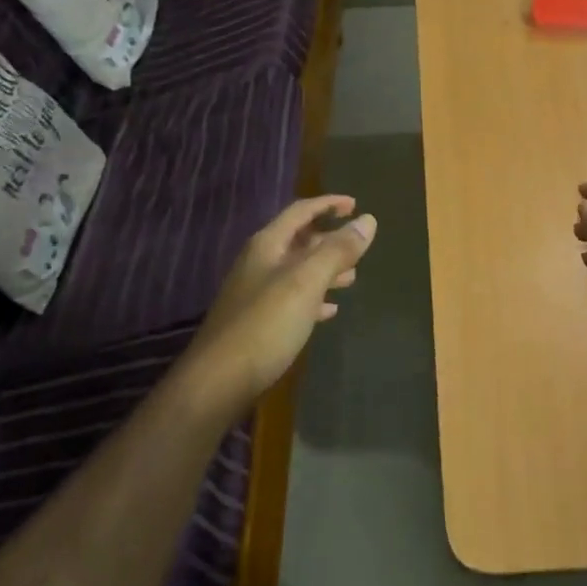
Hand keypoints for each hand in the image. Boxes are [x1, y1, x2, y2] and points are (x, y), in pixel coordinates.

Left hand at [187, 194, 377, 412]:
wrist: (218, 381)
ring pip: (298, 271)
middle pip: (299, 241)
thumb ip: (337, 250)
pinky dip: (314, 298)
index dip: (328, 204)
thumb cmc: (265, 324)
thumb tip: (368, 220)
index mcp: (268, 245)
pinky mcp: (258, 322)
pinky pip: (292, 300)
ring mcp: (256, 293)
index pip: (301, 211)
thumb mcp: (306, 282)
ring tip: (353, 277)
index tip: (356, 205)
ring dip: (325, 270)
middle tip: (359, 247)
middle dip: (330, 240)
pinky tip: (330, 310)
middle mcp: (259, 263)